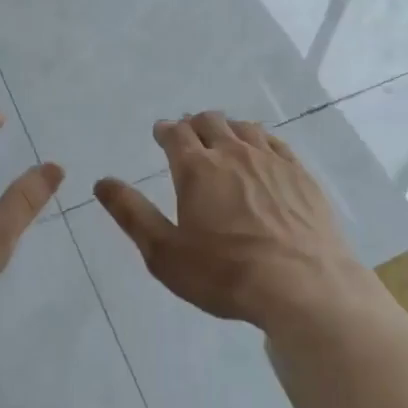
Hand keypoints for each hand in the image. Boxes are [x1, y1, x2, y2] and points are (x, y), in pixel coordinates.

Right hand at [93, 112, 362, 330]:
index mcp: (197, 169)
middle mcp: (233, 153)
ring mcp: (271, 160)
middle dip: (194, 124)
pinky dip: (260, 139)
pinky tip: (261, 151)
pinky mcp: (301, 174)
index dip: (166, 130)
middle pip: (211, 122)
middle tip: (189, 134)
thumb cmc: (226, 273)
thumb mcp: (165, 253)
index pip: (176, 134)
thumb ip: (132, 214)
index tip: (161, 132)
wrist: (304, 285)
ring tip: (223, 138)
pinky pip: (276, 142)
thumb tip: (102, 182)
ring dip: (228, 128)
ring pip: (244, 128)